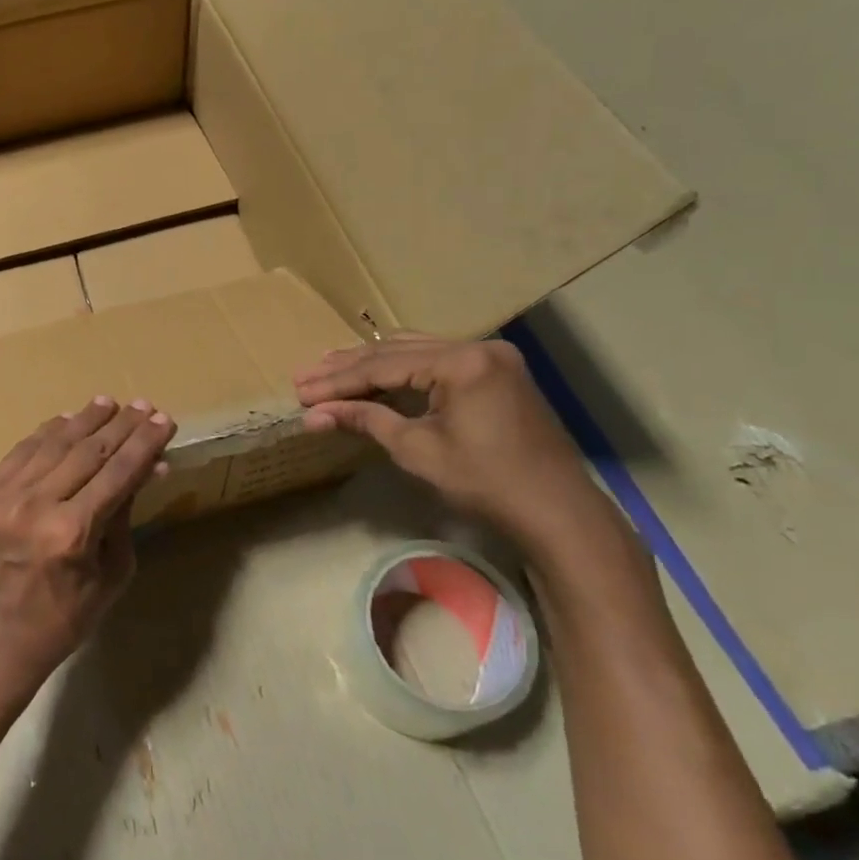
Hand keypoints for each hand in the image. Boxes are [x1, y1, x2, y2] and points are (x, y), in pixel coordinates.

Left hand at [0, 396, 174, 709]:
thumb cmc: (65, 618)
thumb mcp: (111, 574)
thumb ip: (126, 516)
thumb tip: (149, 467)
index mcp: (72, 533)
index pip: (118, 473)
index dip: (144, 444)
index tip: (164, 420)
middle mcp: (35, 506)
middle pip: (87, 451)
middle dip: (120, 426)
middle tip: (143, 406)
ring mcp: (1, 497)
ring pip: (52, 444)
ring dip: (84, 420)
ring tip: (108, 404)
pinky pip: (20, 452)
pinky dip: (46, 434)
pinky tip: (66, 421)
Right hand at [295, 334, 609, 557]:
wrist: (558, 512)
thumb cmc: (486, 483)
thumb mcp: (418, 450)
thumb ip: (366, 420)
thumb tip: (314, 414)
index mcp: (462, 362)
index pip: (383, 365)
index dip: (338, 380)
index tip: (301, 390)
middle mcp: (478, 347)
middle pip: (397, 351)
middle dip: (348, 368)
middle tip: (305, 377)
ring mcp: (491, 357)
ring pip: (416, 351)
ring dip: (372, 363)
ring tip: (328, 369)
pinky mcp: (496, 372)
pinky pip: (438, 360)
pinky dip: (403, 368)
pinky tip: (375, 372)